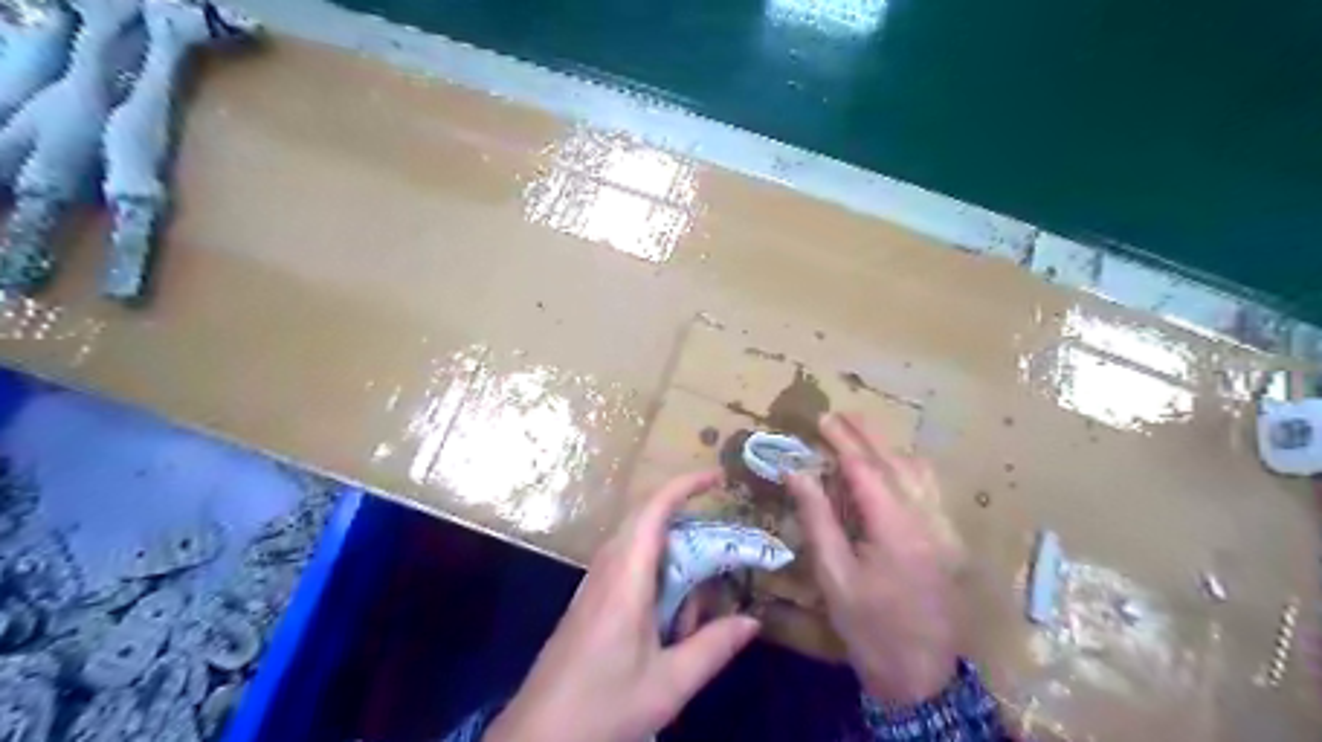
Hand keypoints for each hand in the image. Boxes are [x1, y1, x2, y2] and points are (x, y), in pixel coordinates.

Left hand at [484, 474, 759, 741]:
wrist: (536, 738)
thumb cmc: (601, 708)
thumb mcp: (668, 684)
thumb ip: (713, 648)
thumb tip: (753, 621)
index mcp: (625, 578)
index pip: (653, 510)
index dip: (685, 485)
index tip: (717, 477)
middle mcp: (607, 569)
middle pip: (648, 523)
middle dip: (688, 524)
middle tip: (723, 547)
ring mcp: (594, 584)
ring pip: (639, 548)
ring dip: (674, 561)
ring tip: (698, 606)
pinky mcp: (590, 602)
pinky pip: (629, 570)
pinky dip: (658, 581)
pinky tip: (670, 624)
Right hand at [782, 415, 961, 705]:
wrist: (921, 675)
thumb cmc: (868, 627)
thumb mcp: (833, 574)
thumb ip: (817, 517)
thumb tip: (797, 473)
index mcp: (897, 530)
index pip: (867, 469)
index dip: (843, 441)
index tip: (821, 420)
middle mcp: (928, 520)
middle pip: (897, 462)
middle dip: (866, 435)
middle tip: (840, 414)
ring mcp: (946, 530)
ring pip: (920, 472)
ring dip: (888, 449)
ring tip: (859, 436)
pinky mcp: (950, 540)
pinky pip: (930, 490)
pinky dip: (906, 469)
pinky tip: (889, 468)